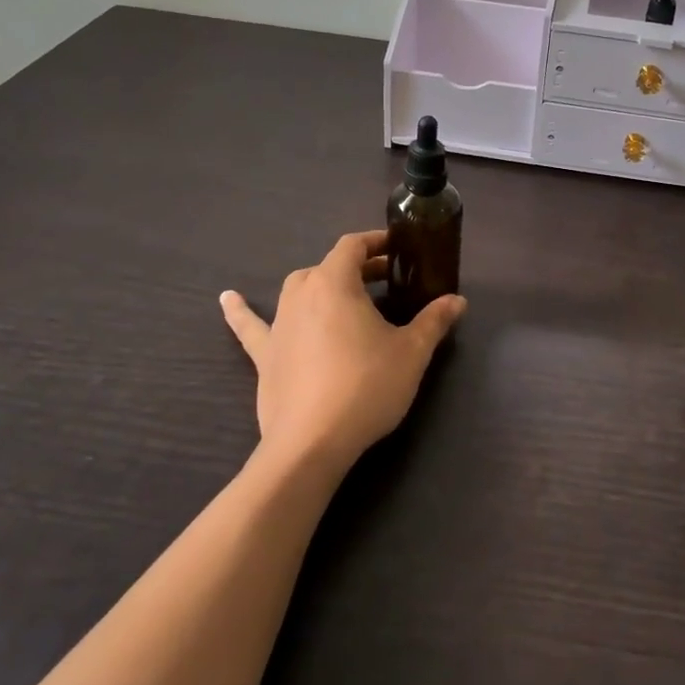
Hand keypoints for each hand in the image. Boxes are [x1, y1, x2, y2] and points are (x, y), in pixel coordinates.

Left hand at [220, 230, 465, 475]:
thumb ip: (434, 321)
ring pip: (299, 289)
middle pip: (329, 266)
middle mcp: (302, 293)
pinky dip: (240, 311)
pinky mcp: (265, 354)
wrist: (312, 442)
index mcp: (336, 283)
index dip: (376, 242)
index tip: (398, 250)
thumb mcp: (412, 352)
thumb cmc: (366, 386)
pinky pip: (251, 325)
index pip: (353, 246)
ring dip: (322, 285)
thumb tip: (458, 301)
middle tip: (386, 282)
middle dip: (358, 268)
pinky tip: (227, 299)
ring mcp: (279, 323)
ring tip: (343, 295)